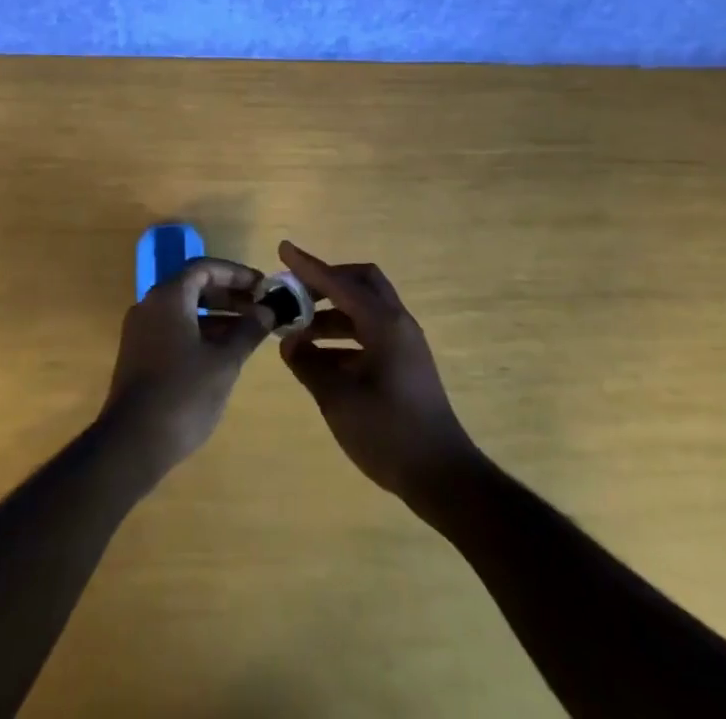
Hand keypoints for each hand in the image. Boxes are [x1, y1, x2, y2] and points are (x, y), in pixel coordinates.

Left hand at [100, 258, 274, 480]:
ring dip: (218, 316)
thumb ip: (248, 331)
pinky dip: (201, 332)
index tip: (263, 287)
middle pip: (194, 286)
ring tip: (250, 331)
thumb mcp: (224, 362)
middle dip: (229, 295)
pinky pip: (175, 329)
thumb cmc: (182, 394)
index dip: (237, 274)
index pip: (205, 268)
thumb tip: (268, 311)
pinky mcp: (139, 355)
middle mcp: (151, 306)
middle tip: (260, 308)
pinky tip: (224, 352)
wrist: (131, 444)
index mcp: (168, 297)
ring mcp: (142, 331)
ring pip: (185, 310)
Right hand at [277, 240, 479, 503]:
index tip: (283, 248)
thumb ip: (309, 365)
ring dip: (331, 315)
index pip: (339, 283)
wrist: (442, 477)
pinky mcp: (405, 364)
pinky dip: (344, 337)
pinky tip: (320, 360)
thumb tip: (289, 344)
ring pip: (364, 310)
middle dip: (326, 283)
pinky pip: (370, 334)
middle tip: (295, 295)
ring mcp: (404, 344)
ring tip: (298, 335)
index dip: (308, 267)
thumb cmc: (388, 433)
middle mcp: (397, 323)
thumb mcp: (338, 399)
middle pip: (360, 283)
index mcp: (384, 323)